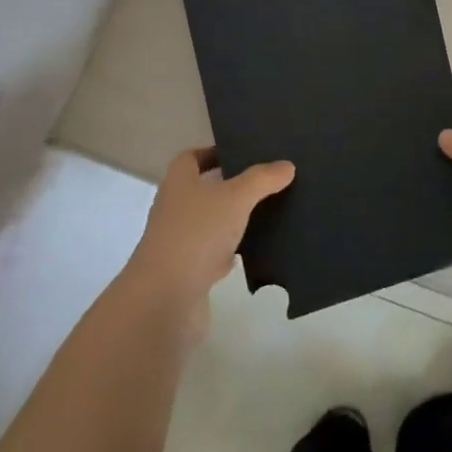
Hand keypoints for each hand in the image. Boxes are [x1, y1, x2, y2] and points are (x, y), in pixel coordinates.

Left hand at [118, 148, 294, 337]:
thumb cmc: (197, 234)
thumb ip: (261, 179)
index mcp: (178, 182)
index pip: (191, 157)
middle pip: (202, 189)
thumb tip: (286, 165)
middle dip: (229, 186)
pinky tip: (254, 251)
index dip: (213, 153)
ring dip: (232, 220)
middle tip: (264, 182)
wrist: (166, 299)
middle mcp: (174, 208)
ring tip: (267, 213)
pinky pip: (213, 254)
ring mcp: (179, 242)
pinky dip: (231, 252)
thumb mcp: (235, 198)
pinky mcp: (188, 273)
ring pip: (210, 223)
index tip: (242, 153)